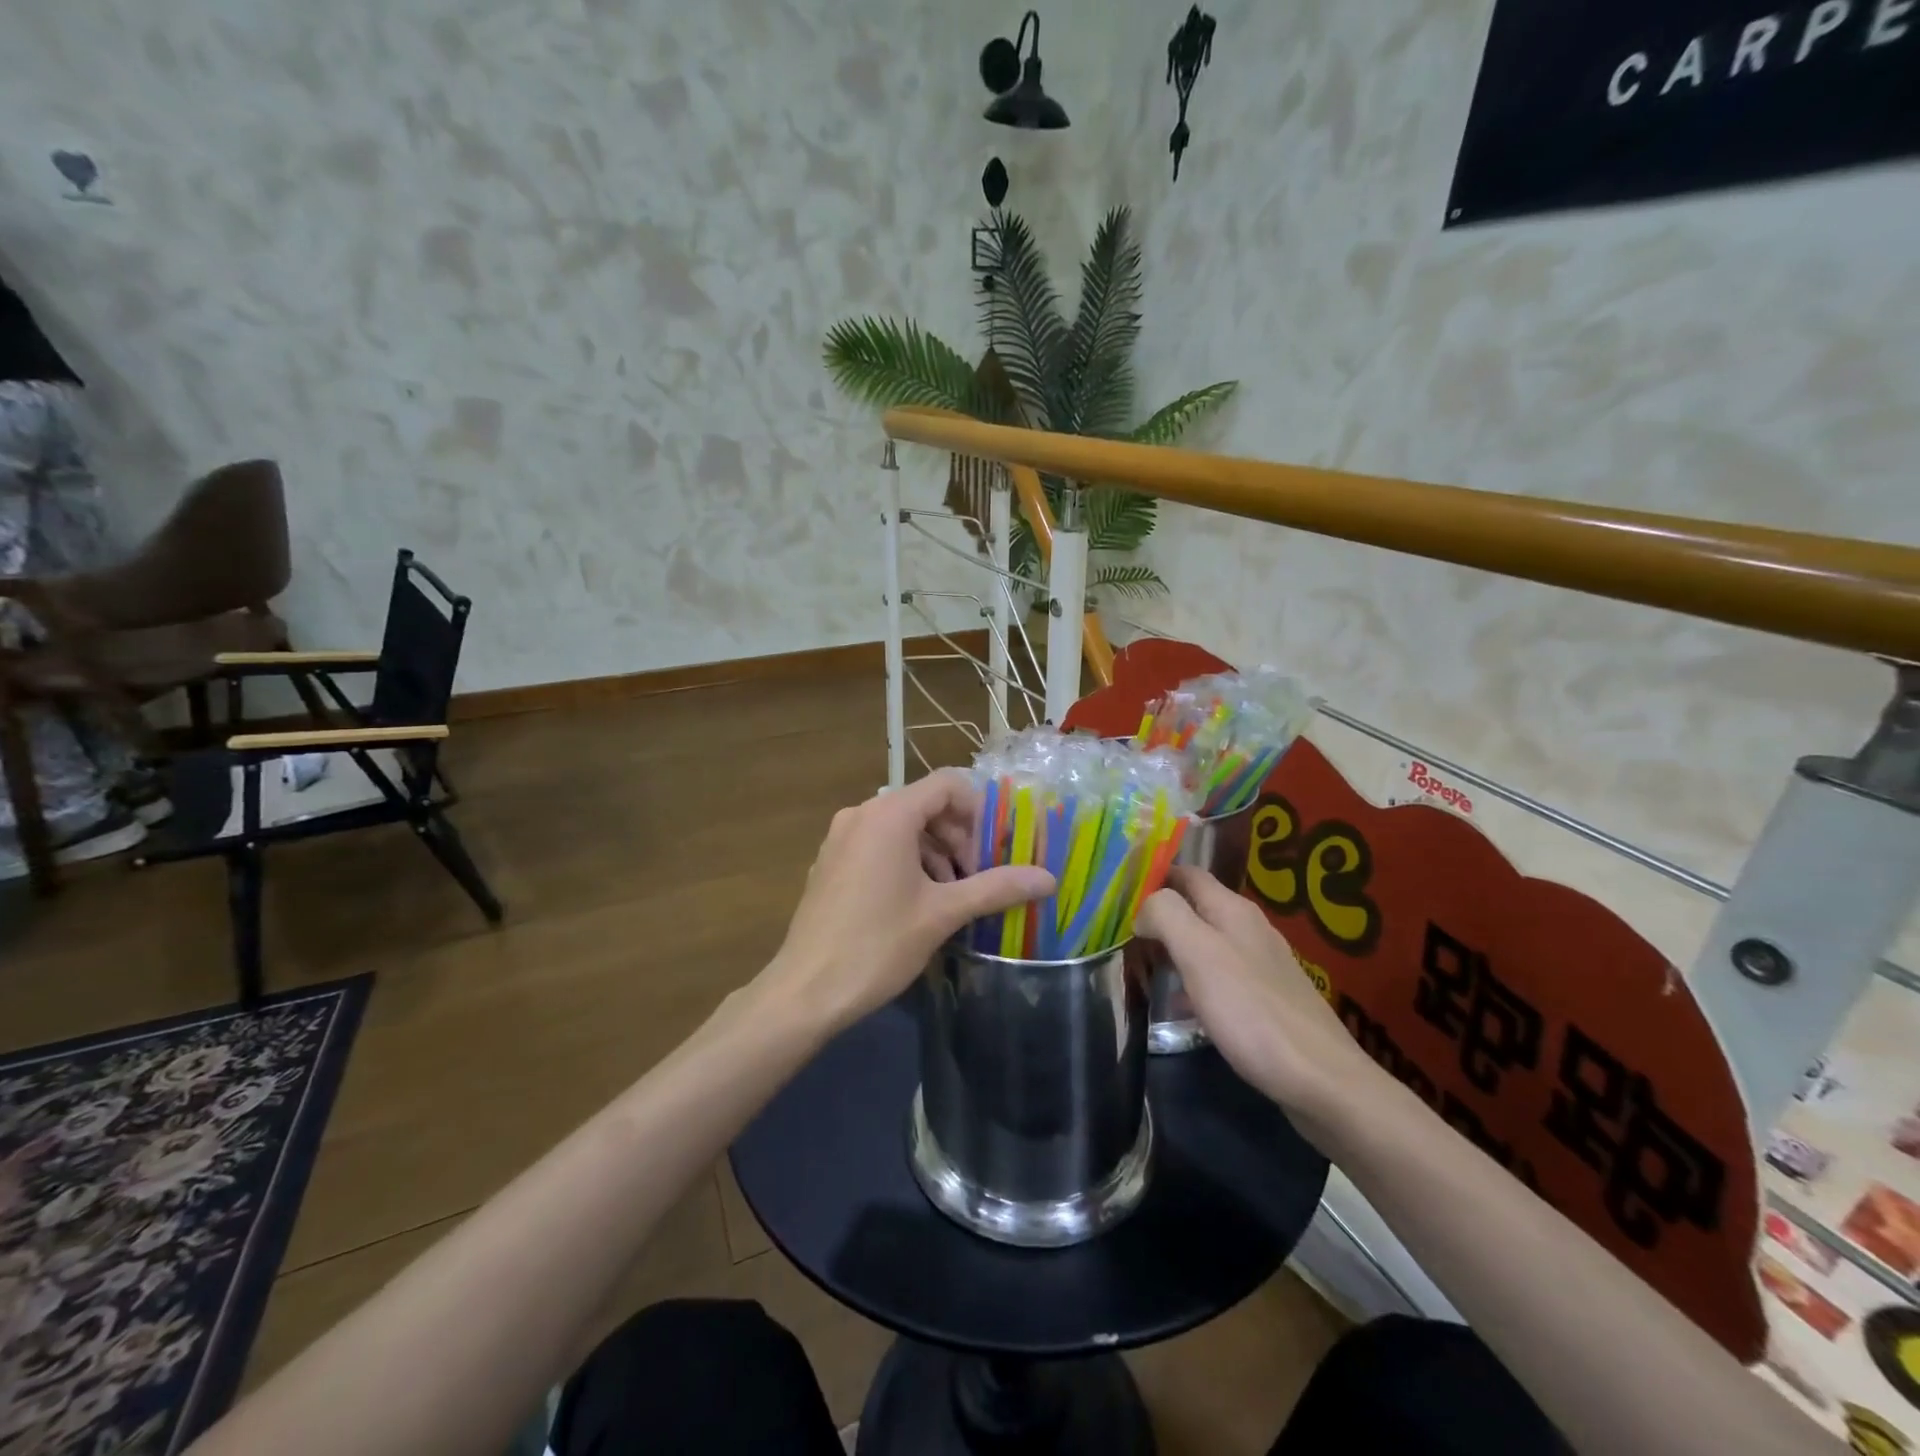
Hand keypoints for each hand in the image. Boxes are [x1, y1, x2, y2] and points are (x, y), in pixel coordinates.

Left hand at [763, 770, 1055, 1035]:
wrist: (805, 991)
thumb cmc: (877, 945)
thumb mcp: (942, 914)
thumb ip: (996, 887)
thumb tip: (1048, 878)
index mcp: (889, 815)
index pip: (947, 784)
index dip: (979, 811)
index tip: (994, 850)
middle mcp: (861, 814)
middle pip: (925, 804)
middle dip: (958, 836)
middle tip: (978, 878)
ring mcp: (841, 838)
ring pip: (902, 826)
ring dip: (934, 851)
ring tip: (952, 895)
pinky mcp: (831, 862)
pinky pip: (878, 844)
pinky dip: (906, 860)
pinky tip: (917, 902)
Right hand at [1137, 866, 1378, 1140]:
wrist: (1323, 1083)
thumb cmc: (1253, 1012)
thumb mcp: (1199, 955)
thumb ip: (1167, 917)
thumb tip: (1144, 906)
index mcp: (1233, 910)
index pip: (1187, 873)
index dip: (1153, 874)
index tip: (1118, 892)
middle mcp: (1250, 929)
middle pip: (1196, 907)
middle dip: (1159, 915)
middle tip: (1121, 933)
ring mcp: (1263, 965)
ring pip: (1206, 942)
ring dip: (1174, 949)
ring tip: (1141, 966)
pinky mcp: (1268, 1000)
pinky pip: (1220, 977)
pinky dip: (1194, 982)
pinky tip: (1181, 1007)